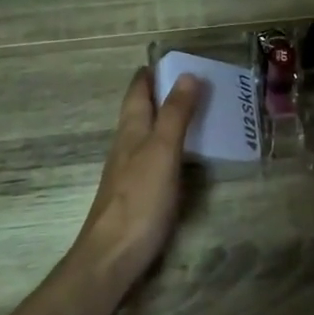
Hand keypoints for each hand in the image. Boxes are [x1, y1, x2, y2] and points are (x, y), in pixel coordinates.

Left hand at [71, 68, 203, 282]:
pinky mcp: (138, 194)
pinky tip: (188, 156)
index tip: (174, 58)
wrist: (113, 256)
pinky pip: (157, 158)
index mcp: (131, 130)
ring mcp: (130, 171)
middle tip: (198, 82)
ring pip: (149, 134)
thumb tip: (188, 74)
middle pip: (143, 110)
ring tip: (200, 112)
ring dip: (170, 120)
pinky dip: (173, 147)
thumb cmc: (139, 199)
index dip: (152, 72)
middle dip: (164, 93)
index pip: (138, 90)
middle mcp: (127, 145)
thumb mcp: (162, 151)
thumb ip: (176, 114)